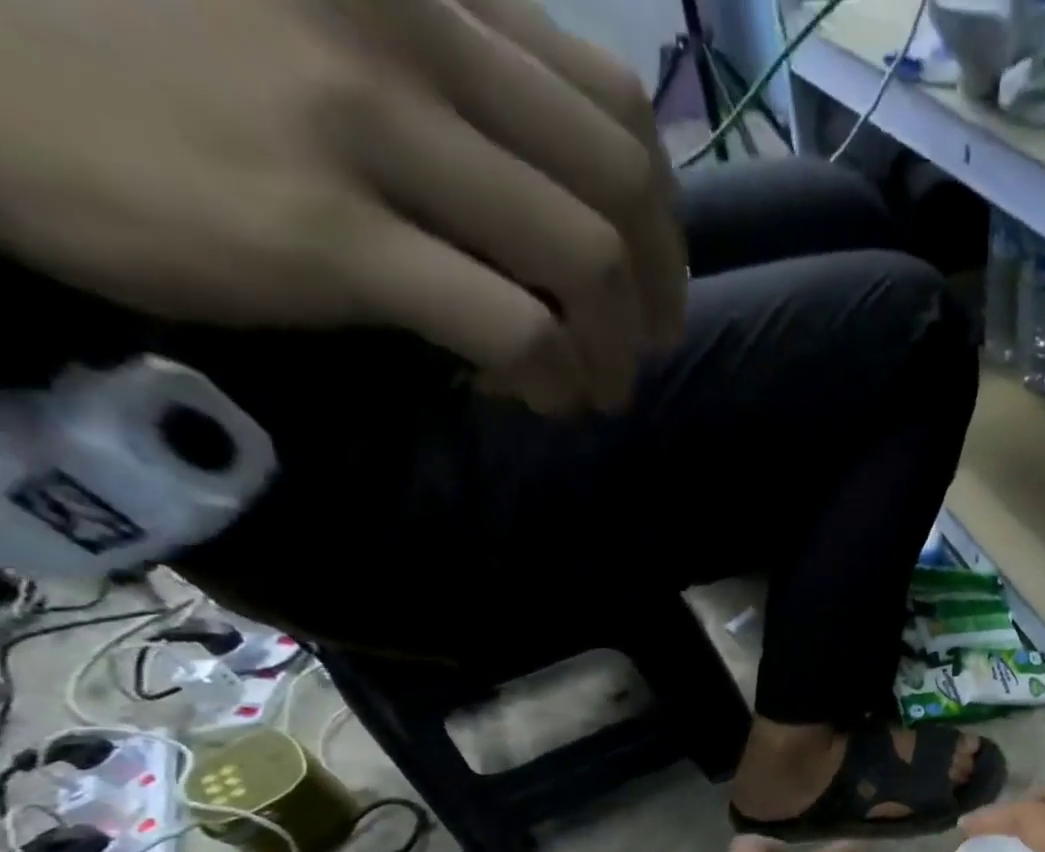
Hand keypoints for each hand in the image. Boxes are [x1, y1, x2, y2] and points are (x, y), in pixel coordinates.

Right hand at [0, 0, 685, 414]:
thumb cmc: (156, 37)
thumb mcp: (338, 27)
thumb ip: (465, 94)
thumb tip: (579, 220)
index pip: (617, 113)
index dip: (662, 222)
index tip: (656, 282)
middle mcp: (412, 37)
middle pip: (621, 194)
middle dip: (659, 295)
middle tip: (644, 349)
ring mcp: (367, 128)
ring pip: (585, 264)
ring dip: (614, 351)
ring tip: (598, 388)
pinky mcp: (328, 230)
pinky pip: (514, 328)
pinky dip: (553, 376)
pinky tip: (541, 397)